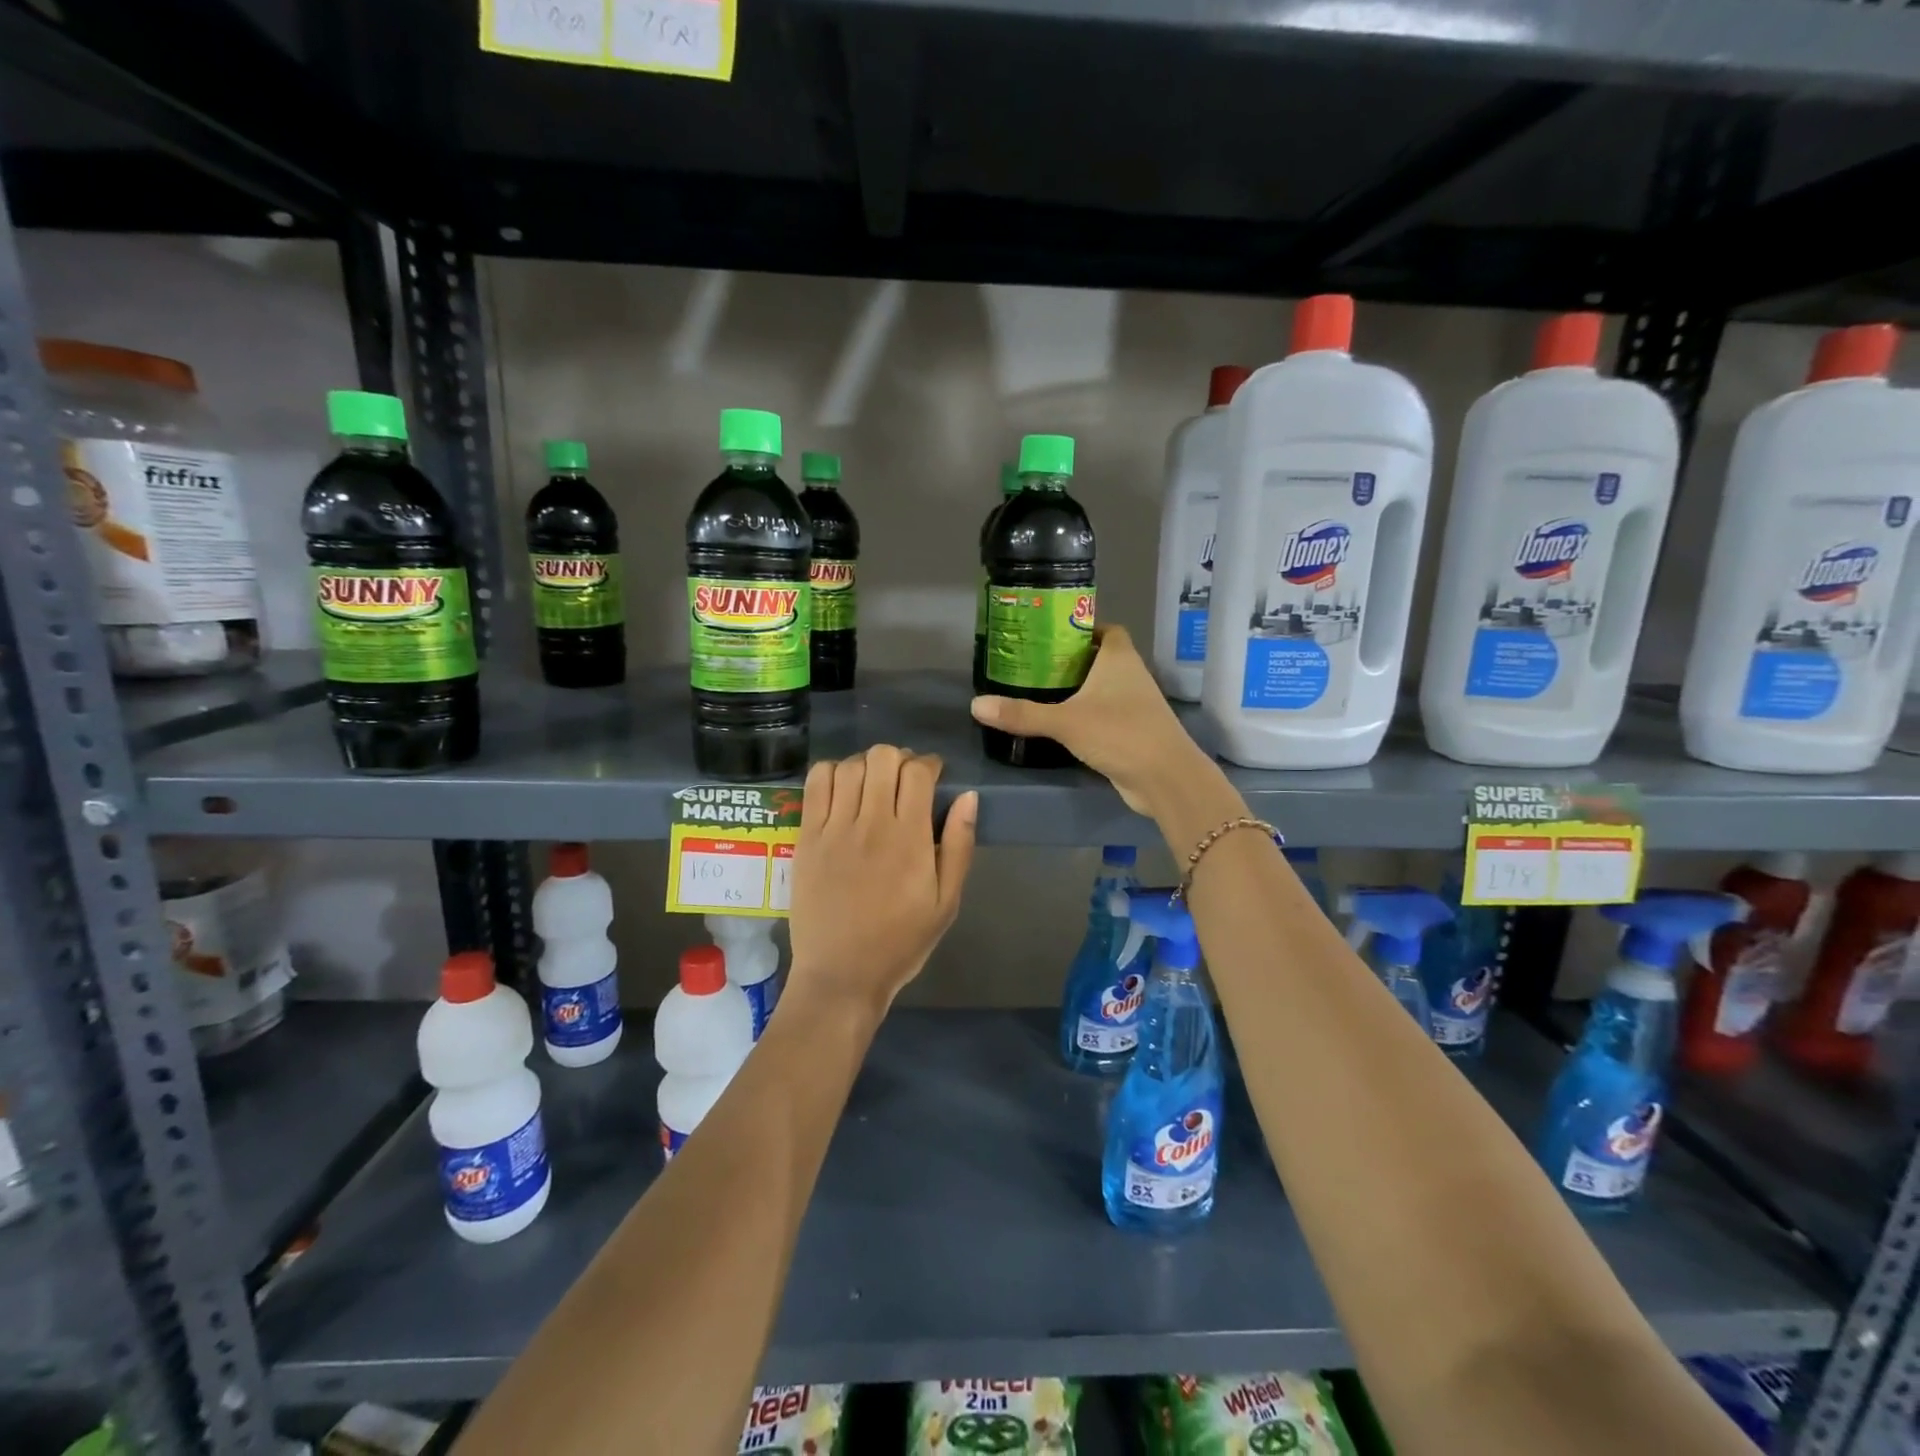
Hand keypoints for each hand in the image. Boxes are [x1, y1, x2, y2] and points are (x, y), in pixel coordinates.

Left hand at [786, 747, 977, 1019]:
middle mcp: (871, 824)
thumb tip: (968, 797)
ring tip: (873, 785)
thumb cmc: (901, 942)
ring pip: (849, 765)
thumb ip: (959, 846)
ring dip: (867, 765)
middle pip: (883, 757)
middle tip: (904, 780)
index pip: (918, 772)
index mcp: (910, 839)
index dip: (929, 763)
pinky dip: (831, 772)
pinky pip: (815, 783)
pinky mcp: (806, 837)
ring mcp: (834, 828)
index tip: (932, 775)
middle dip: (899, 759)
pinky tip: (842, 789)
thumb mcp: (947, 902)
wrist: (842, 974)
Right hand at [970, 626, 1210, 816]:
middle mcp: (1131, 675)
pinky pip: (1105, 715)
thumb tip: (975, 705)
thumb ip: (1021, 714)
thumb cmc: (1119, 733)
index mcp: (1119, 658)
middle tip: (1034, 663)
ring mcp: (1135, 705)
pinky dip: (1086, 715)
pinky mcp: (1133, 732)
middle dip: (1071, 660)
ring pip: (1103, 688)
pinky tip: (1060, 723)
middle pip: (1100, 658)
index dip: (1082, 628)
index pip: (1106, 629)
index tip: (1051, 634)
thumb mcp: (1065, 722)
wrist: (1165, 778)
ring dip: (1078, 689)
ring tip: (1039, 691)